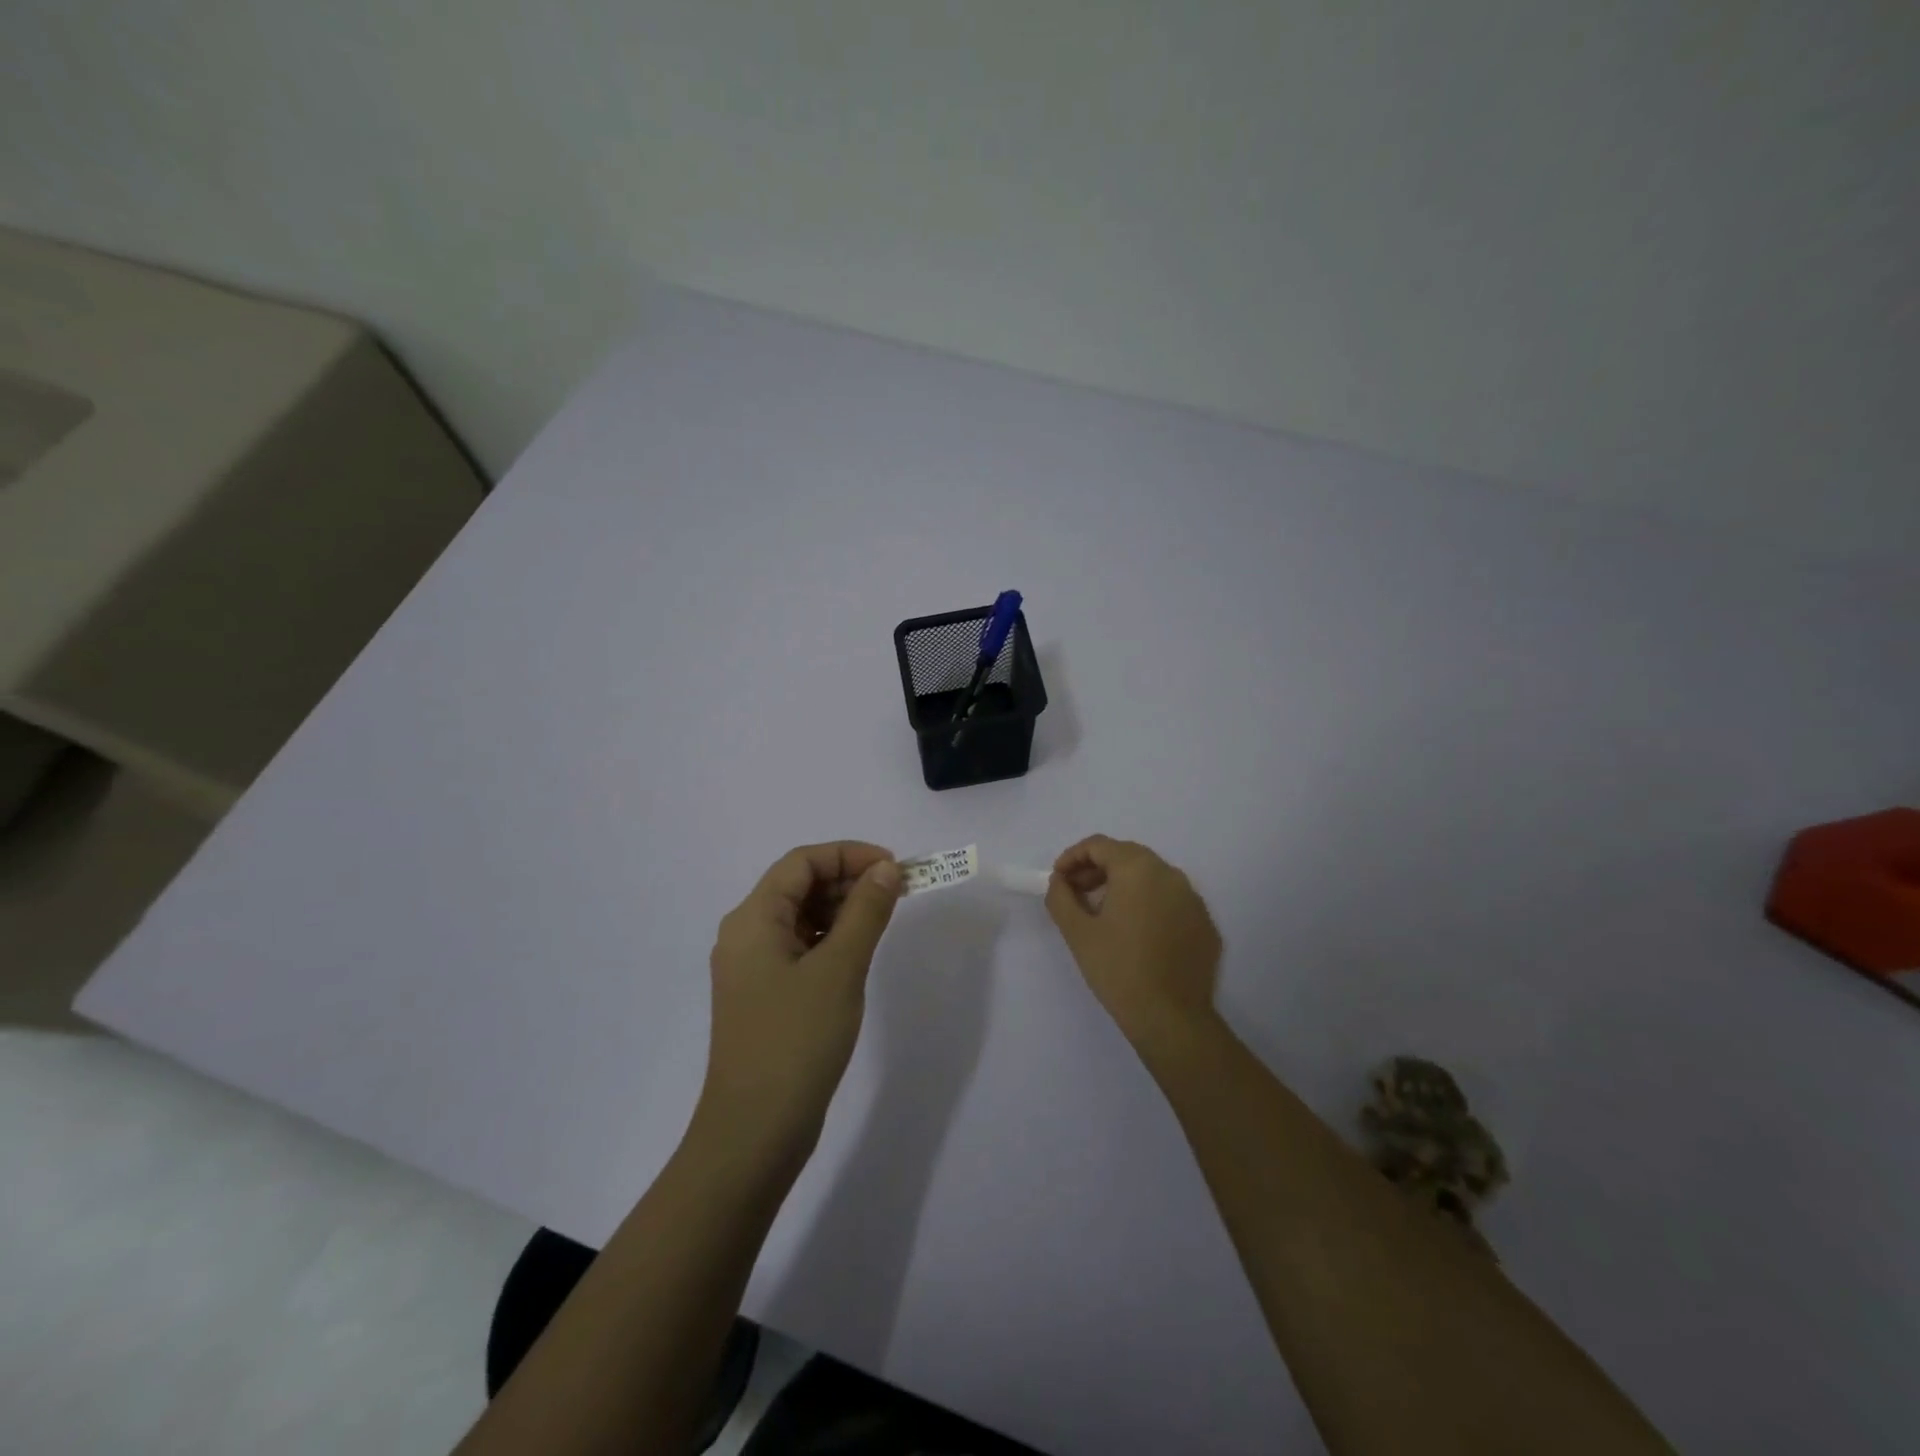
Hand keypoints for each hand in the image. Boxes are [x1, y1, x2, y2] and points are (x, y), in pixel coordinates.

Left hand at [698, 842, 903, 1166]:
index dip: (849, 855)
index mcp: (753, 919)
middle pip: (798, 886)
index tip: (893, 868)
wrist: (754, 1132)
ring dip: (841, 909)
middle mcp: (745, 934)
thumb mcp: (840, 968)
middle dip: (848, 880)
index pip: (802, 862)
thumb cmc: (796, 1040)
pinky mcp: (764, 995)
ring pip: (800, 917)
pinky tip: (858, 953)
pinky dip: (830, 939)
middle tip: (897, 893)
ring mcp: (752, 968)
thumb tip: (886, 870)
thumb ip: (866, 912)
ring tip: (883, 919)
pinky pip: (799, 948)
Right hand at [1046, 835, 1222, 1052]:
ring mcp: (1193, 899)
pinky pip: (1170, 902)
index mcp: (1138, 869)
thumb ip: (1061, 897)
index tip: (1058, 879)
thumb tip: (1060, 882)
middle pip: (1127, 857)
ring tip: (1103, 914)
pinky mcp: (1205, 924)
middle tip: (1076, 894)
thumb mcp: (1077, 932)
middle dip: (1097, 869)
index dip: (1072, 857)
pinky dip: (1149, 906)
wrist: (1171, 1018)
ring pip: (1151, 878)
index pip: (1099, 845)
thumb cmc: (1118, 969)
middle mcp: (1170, 874)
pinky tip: (1136, 934)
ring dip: (1123, 886)